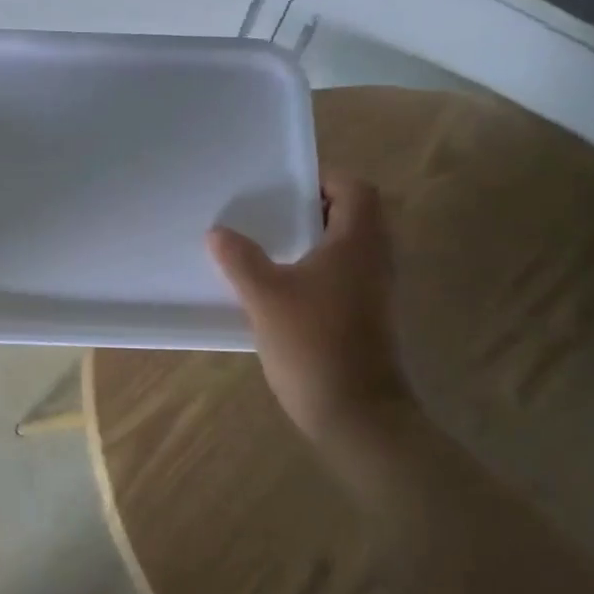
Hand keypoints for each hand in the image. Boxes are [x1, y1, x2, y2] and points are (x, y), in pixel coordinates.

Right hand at [208, 176, 410, 438]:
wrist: (357, 415)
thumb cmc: (314, 344)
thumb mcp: (266, 296)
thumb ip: (240, 259)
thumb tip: (218, 233)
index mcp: (358, 243)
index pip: (356, 189)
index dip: (324, 179)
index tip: (285, 186)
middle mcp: (374, 260)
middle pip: (354, 215)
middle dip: (312, 209)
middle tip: (271, 213)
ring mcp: (374, 291)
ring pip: (348, 247)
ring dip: (313, 240)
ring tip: (269, 246)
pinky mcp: (367, 317)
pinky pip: (344, 275)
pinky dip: (317, 269)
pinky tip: (280, 286)